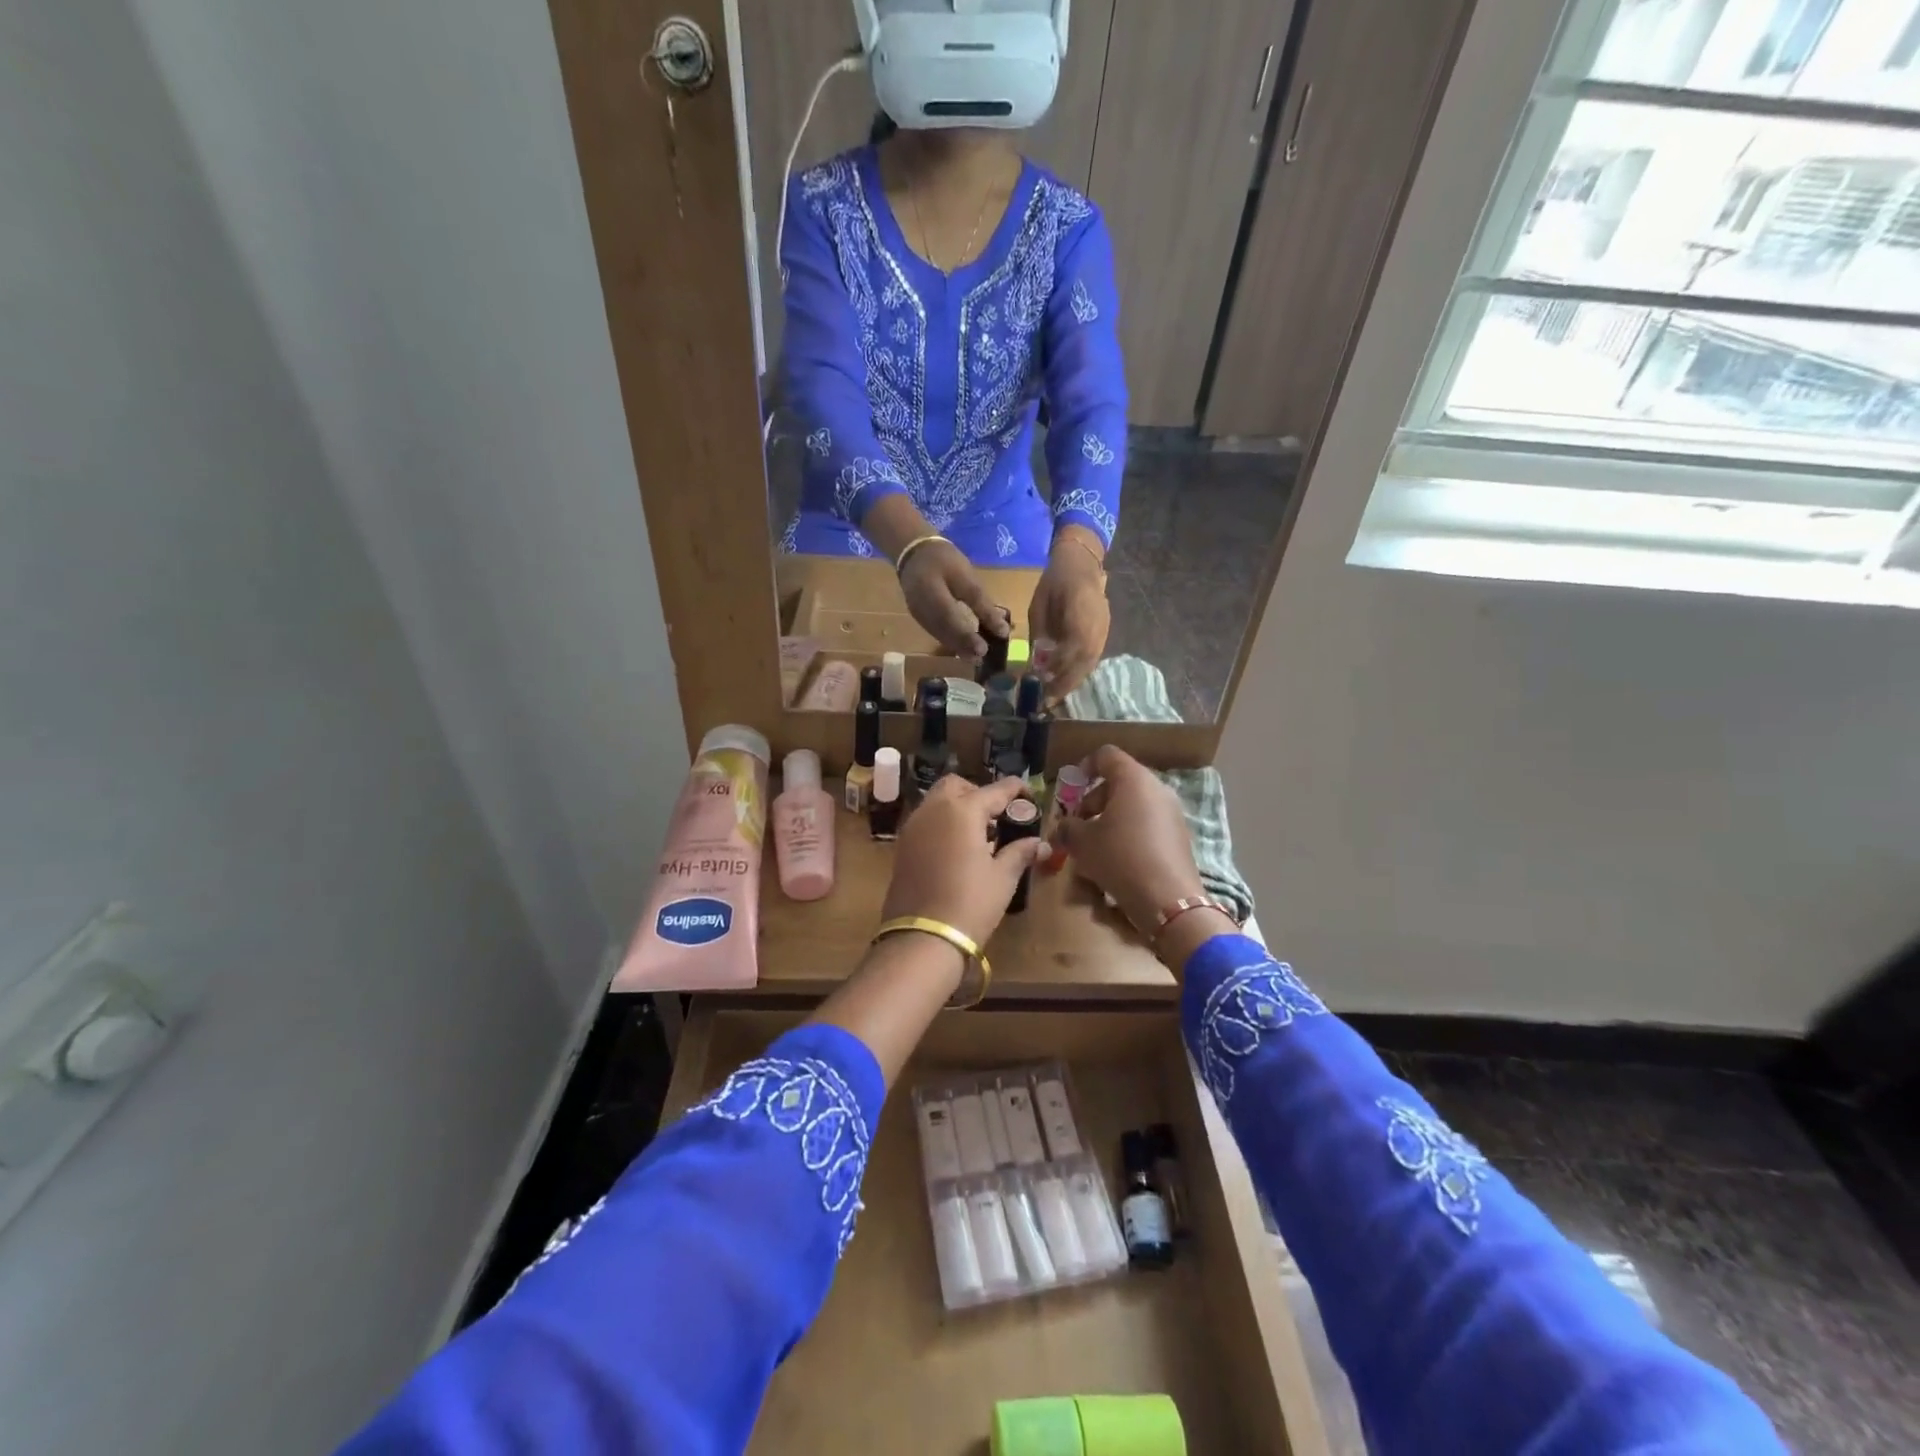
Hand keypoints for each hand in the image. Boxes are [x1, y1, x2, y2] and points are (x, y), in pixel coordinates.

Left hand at [882, 776, 1046, 949]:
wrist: (922, 937)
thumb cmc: (971, 903)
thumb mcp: (1002, 878)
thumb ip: (1020, 853)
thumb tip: (1040, 844)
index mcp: (963, 810)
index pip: (994, 790)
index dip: (1015, 790)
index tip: (1028, 796)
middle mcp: (934, 809)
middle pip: (957, 786)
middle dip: (978, 793)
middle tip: (997, 817)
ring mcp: (913, 827)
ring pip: (936, 801)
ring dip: (957, 807)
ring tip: (979, 835)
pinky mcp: (902, 846)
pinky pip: (925, 821)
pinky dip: (942, 823)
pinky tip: (957, 849)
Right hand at [899, 539, 1010, 657]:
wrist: (913, 551)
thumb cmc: (943, 559)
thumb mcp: (966, 575)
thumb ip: (981, 603)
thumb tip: (1000, 629)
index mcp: (931, 592)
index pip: (949, 618)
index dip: (966, 636)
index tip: (983, 649)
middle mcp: (920, 608)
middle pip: (944, 632)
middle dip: (963, 646)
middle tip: (982, 657)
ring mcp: (918, 615)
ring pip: (940, 635)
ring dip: (957, 646)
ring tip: (975, 655)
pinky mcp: (920, 617)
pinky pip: (936, 632)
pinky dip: (951, 640)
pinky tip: (963, 645)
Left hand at [1028, 530, 1109, 701]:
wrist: (1081, 564)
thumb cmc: (1054, 584)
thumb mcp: (1038, 608)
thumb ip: (1040, 636)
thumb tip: (1037, 665)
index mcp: (1079, 616)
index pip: (1071, 652)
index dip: (1057, 672)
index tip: (1041, 686)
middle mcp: (1096, 627)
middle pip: (1083, 663)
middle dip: (1065, 684)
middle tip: (1048, 702)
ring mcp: (1103, 631)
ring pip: (1090, 663)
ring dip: (1073, 681)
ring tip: (1056, 695)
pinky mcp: (1104, 633)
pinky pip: (1093, 657)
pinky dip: (1080, 671)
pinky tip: (1067, 680)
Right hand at [1051, 746, 1204, 934]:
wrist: (1168, 899)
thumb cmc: (1120, 858)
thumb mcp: (1082, 842)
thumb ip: (1068, 828)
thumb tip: (1064, 827)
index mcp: (1133, 779)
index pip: (1106, 755)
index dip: (1084, 767)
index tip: (1071, 788)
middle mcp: (1157, 788)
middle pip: (1120, 781)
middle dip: (1094, 800)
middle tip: (1079, 824)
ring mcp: (1172, 812)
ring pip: (1134, 804)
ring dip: (1111, 818)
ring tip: (1095, 845)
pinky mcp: (1179, 835)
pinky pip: (1147, 822)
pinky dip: (1129, 831)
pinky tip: (1118, 858)